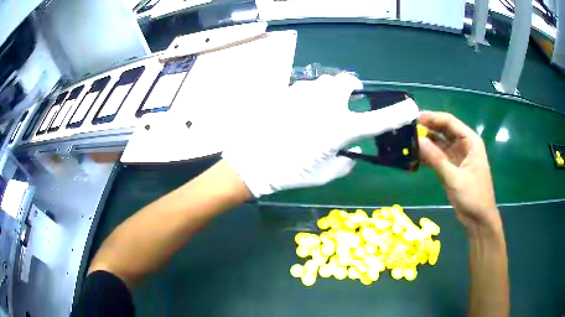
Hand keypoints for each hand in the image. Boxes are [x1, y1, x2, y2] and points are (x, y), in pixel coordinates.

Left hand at [222, 73, 419, 197]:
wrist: (251, 162)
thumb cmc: (290, 172)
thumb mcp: (325, 174)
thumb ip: (345, 161)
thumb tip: (351, 153)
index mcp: (340, 128)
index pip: (378, 120)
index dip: (398, 114)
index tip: (411, 108)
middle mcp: (326, 105)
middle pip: (348, 81)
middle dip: (351, 90)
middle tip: (347, 102)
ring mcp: (304, 94)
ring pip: (325, 81)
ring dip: (328, 92)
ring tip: (318, 109)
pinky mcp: (286, 92)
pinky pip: (305, 86)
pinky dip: (309, 95)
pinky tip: (297, 110)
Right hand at [418, 111, 499, 229]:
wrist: (478, 220)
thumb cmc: (473, 196)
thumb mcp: (455, 178)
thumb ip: (437, 159)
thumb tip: (418, 140)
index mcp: (470, 141)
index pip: (450, 122)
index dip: (433, 118)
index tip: (415, 118)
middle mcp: (463, 145)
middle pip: (443, 131)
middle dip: (427, 129)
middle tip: (408, 129)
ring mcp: (457, 157)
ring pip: (439, 144)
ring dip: (426, 143)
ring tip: (408, 142)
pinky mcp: (451, 168)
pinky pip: (437, 157)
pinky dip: (428, 157)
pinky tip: (415, 156)